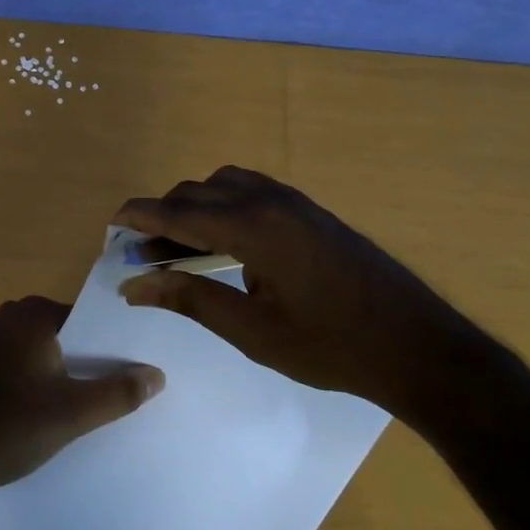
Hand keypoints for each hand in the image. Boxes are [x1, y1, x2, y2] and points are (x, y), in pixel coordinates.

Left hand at [0, 297, 164, 519]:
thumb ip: (118, 393)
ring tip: (98, 411)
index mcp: (33, 313)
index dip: (118, 347)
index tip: (143, 371)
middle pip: (70, 338)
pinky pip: (24, 372)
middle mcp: (10, 317)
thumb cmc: (5, 427)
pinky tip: (53, 420)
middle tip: (129, 395)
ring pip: (46, 358)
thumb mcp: (71, 413)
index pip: (92, 321)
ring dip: (68, 380)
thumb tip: (157, 374)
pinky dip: (42, 389)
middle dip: (95, 364)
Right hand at [114, 167, 490, 425]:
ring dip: (195, 205)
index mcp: (254, 226)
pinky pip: (252, 190)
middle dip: (164, 214)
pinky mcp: (311, 211)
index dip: (141, 215)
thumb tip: (137, 285)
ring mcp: (295, 201)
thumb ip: (192, 299)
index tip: (111, 223)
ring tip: (180, 246)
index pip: (180, 211)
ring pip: (226, 184)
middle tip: (142, 252)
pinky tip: (225, 240)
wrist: (417, 345)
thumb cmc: (331, 346)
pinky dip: (224, 204)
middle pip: (199, 191)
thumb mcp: (253, 332)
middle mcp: (271, 200)